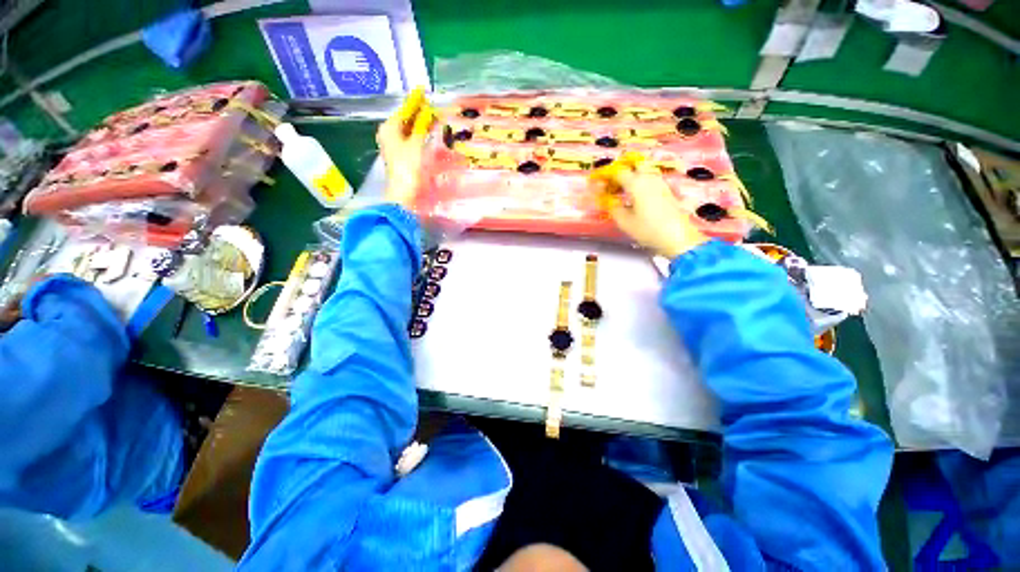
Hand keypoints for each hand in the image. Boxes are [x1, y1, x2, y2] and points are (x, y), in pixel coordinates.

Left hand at [376, 87, 436, 207]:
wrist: (403, 192)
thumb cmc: (408, 167)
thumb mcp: (416, 144)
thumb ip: (422, 127)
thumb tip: (428, 112)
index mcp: (389, 128)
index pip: (403, 109)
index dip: (414, 100)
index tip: (423, 90)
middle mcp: (389, 133)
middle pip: (405, 118)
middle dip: (418, 112)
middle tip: (432, 104)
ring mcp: (394, 145)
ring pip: (408, 129)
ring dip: (420, 123)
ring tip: (434, 116)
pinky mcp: (401, 154)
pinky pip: (410, 138)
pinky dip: (419, 134)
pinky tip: (428, 132)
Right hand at [591, 153, 707, 258]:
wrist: (678, 237)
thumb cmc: (648, 229)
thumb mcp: (625, 222)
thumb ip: (613, 208)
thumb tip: (608, 201)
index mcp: (636, 183)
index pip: (618, 172)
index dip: (606, 176)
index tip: (598, 182)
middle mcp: (649, 178)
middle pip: (633, 166)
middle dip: (621, 172)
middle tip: (611, 184)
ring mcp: (660, 183)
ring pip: (643, 173)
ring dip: (631, 178)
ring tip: (622, 192)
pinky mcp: (667, 191)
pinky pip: (650, 181)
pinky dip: (640, 184)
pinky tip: (636, 198)